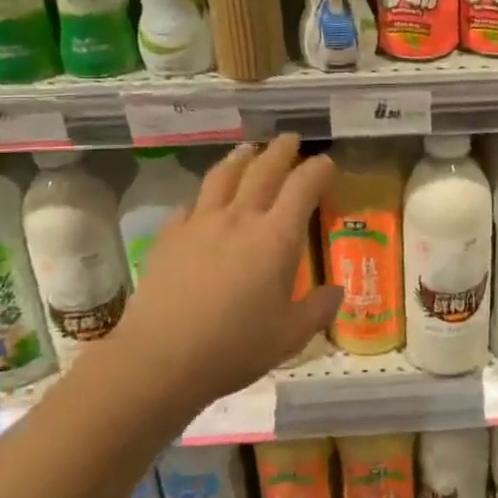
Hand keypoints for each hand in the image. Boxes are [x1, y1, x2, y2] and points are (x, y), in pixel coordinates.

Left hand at [109, 136, 341, 409]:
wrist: (160, 358)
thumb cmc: (234, 348)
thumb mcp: (289, 336)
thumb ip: (318, 309)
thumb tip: (337, 291)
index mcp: (276, 237)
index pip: (303, 186)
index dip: (318, 170)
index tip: (326, 163)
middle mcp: (240, 218)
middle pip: (264, 169)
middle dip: (281, 150)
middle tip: (290, 139)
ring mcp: (201, 223)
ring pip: (224, 176)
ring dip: (241, 158)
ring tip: (248, 149)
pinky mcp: (170, 235)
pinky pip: (191, 205)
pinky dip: (204, 197)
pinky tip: (203, 202)